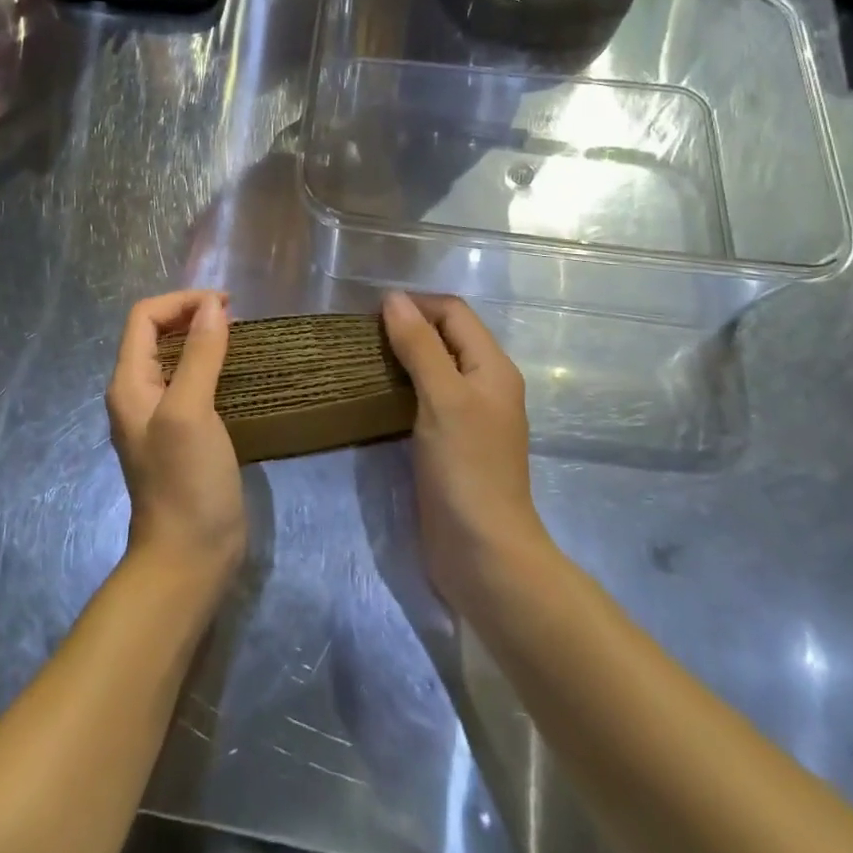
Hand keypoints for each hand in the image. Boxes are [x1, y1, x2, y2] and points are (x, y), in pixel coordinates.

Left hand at [107, 290, 243, 586]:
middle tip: (234, 316)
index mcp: (129, 383)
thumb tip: (212, 307)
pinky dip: (211, 365)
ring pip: (175, 357)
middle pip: (156, 333)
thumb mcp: (191, 412)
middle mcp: (138, 394)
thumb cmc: (186, 481)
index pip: (145, 318)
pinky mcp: (182, 433)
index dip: (181, 301)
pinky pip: (191, 383)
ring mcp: (160, 416)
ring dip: (202, 338)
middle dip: (191, 315)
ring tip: (238, 336)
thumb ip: (199, 355)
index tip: (225, 305)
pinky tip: (235, 372)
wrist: (189, 555)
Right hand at [381, 291, 552, 610]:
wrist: (482, 552)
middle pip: (445, 337)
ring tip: (361, 359)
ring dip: (401, 357)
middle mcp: (484, 384)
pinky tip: (374, 394)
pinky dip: (401, 387)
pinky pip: (424, 398)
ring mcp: (467, 416)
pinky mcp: (449, 442)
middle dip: (406, 327)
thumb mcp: (442, 398)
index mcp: (492, 367)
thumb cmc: (466, 468)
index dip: (416, 305)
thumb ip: (420, 346)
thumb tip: (393, 299)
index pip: (454, 313)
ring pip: (433, 368)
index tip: (371, 314)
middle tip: (361, 336)